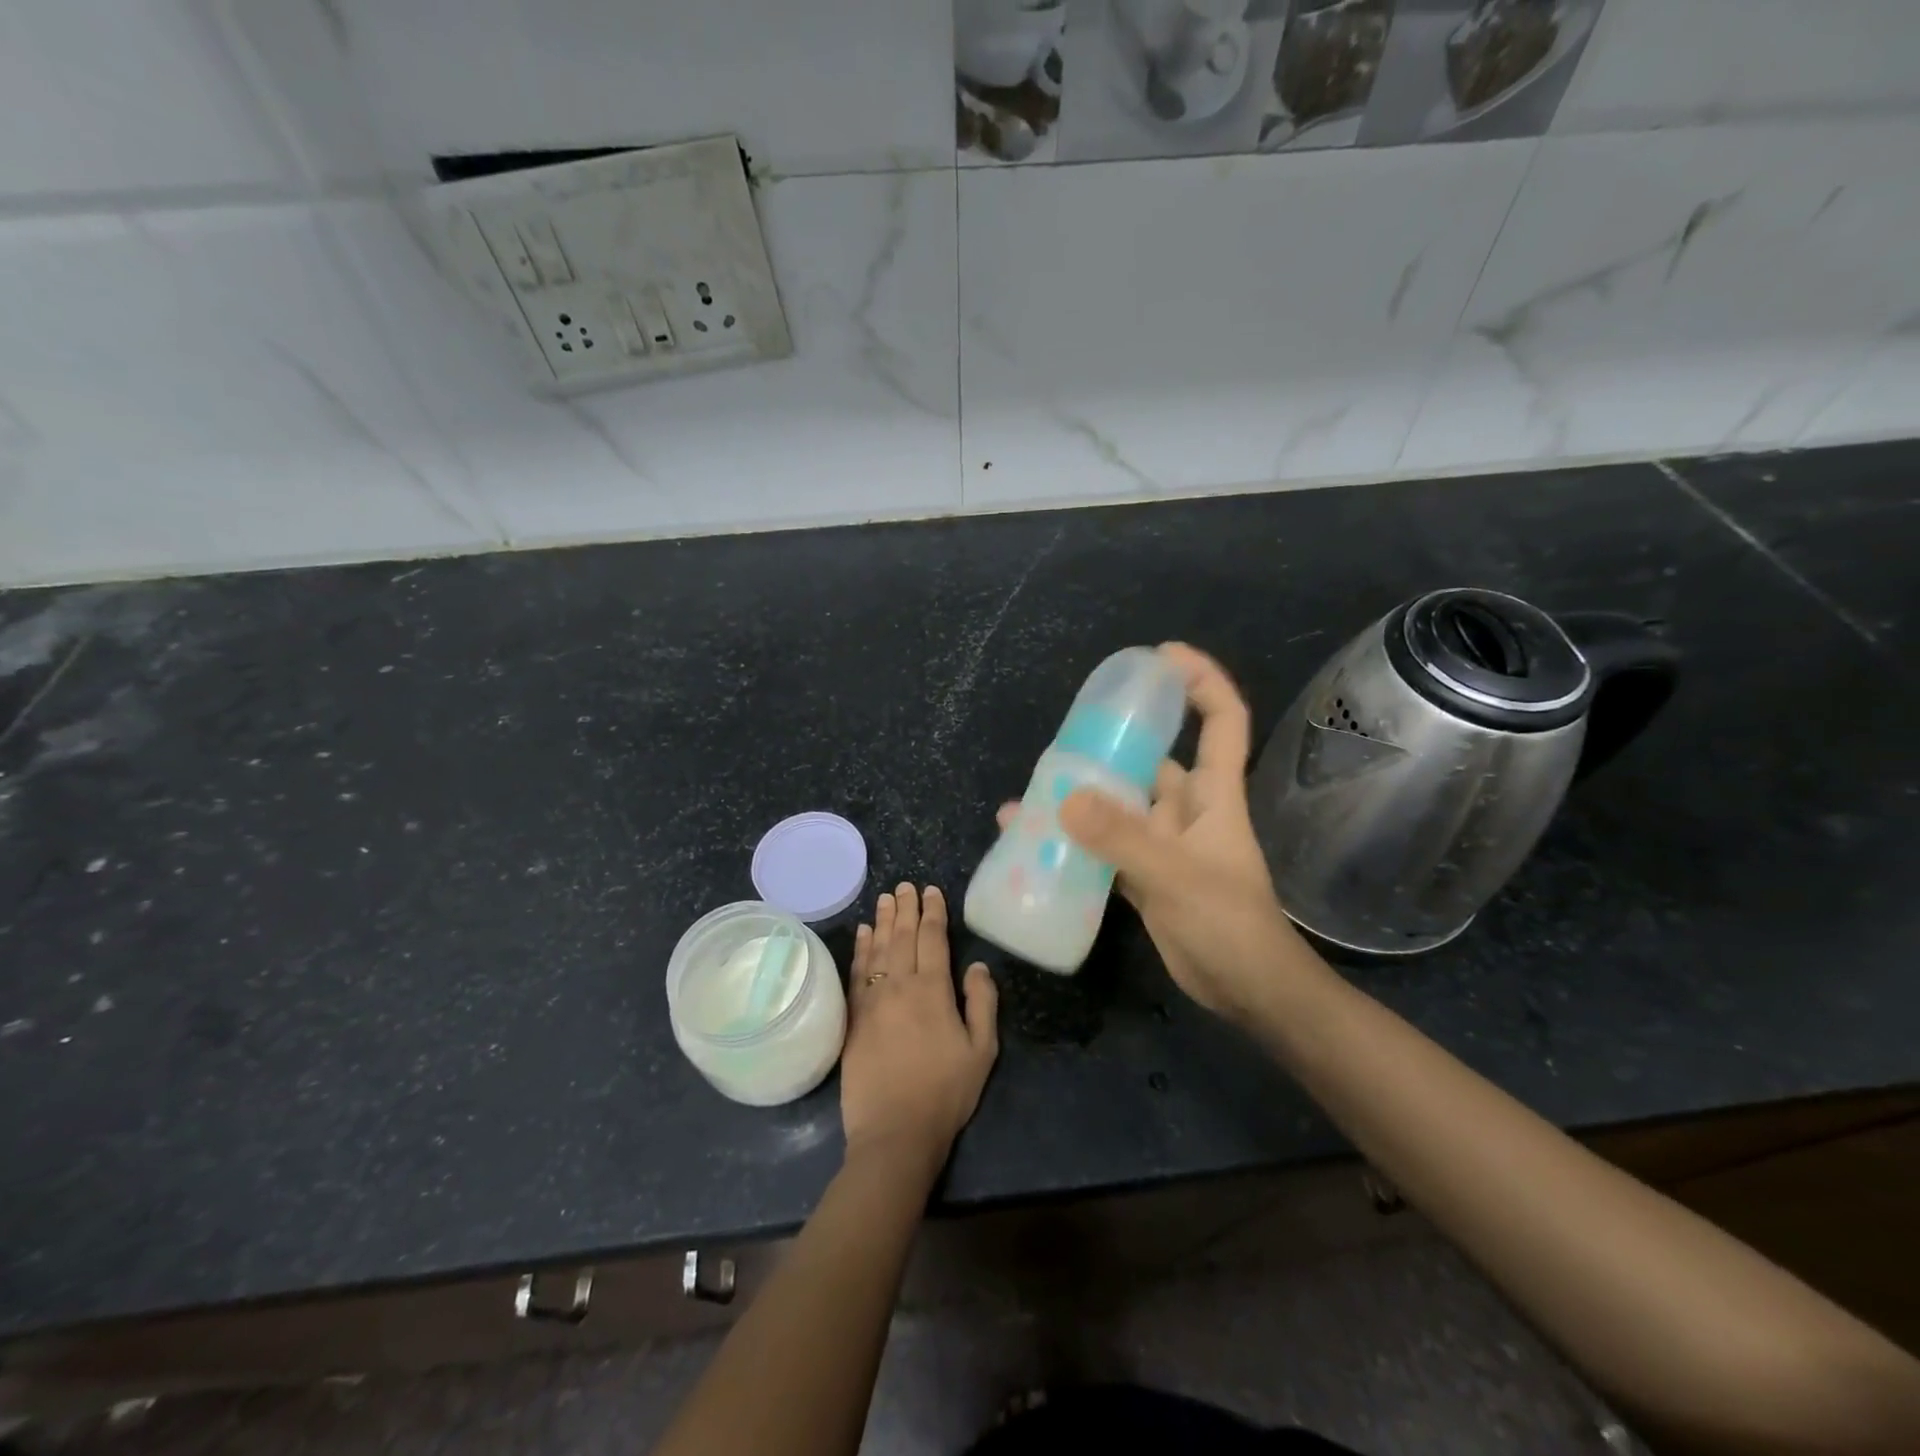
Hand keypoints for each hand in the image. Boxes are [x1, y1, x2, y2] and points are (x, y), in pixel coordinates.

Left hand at [841, 884, 998, 1170]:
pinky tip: (864, 934)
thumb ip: (982, 1002)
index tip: (931, 890)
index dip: (933, 912)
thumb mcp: (981, 1050)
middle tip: (905, 885)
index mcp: (933, 990)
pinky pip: (857, 972)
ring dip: (883, 920)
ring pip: (878, 948)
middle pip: (902, 936)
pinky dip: (861, 949)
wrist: (895, 1132)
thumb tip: (977, 965)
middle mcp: (899, 985)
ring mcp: (872, 999)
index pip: (932, 938)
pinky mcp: (854, 1017)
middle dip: (906, 908)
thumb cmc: (945, 1092)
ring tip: (885, 898)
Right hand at [998, 644, 1303, 1021]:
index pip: (1221, 721)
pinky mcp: (1144, 877)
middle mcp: (1188, 811)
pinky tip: (1037, 839)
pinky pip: (1106, 847)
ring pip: (1122, 806)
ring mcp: (1164, 845)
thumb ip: (1123, 839)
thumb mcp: (1176, 876)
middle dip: (1116, 742)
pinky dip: (1077, 841)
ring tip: (1036, 788)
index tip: (1161, 657)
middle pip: (1154, 760)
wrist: (1248, 993)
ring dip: (1086, 797)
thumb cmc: (1229, 925)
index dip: (1201, 681)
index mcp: (1213, 795)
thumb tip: (1064, 798)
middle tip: (1067, 733)